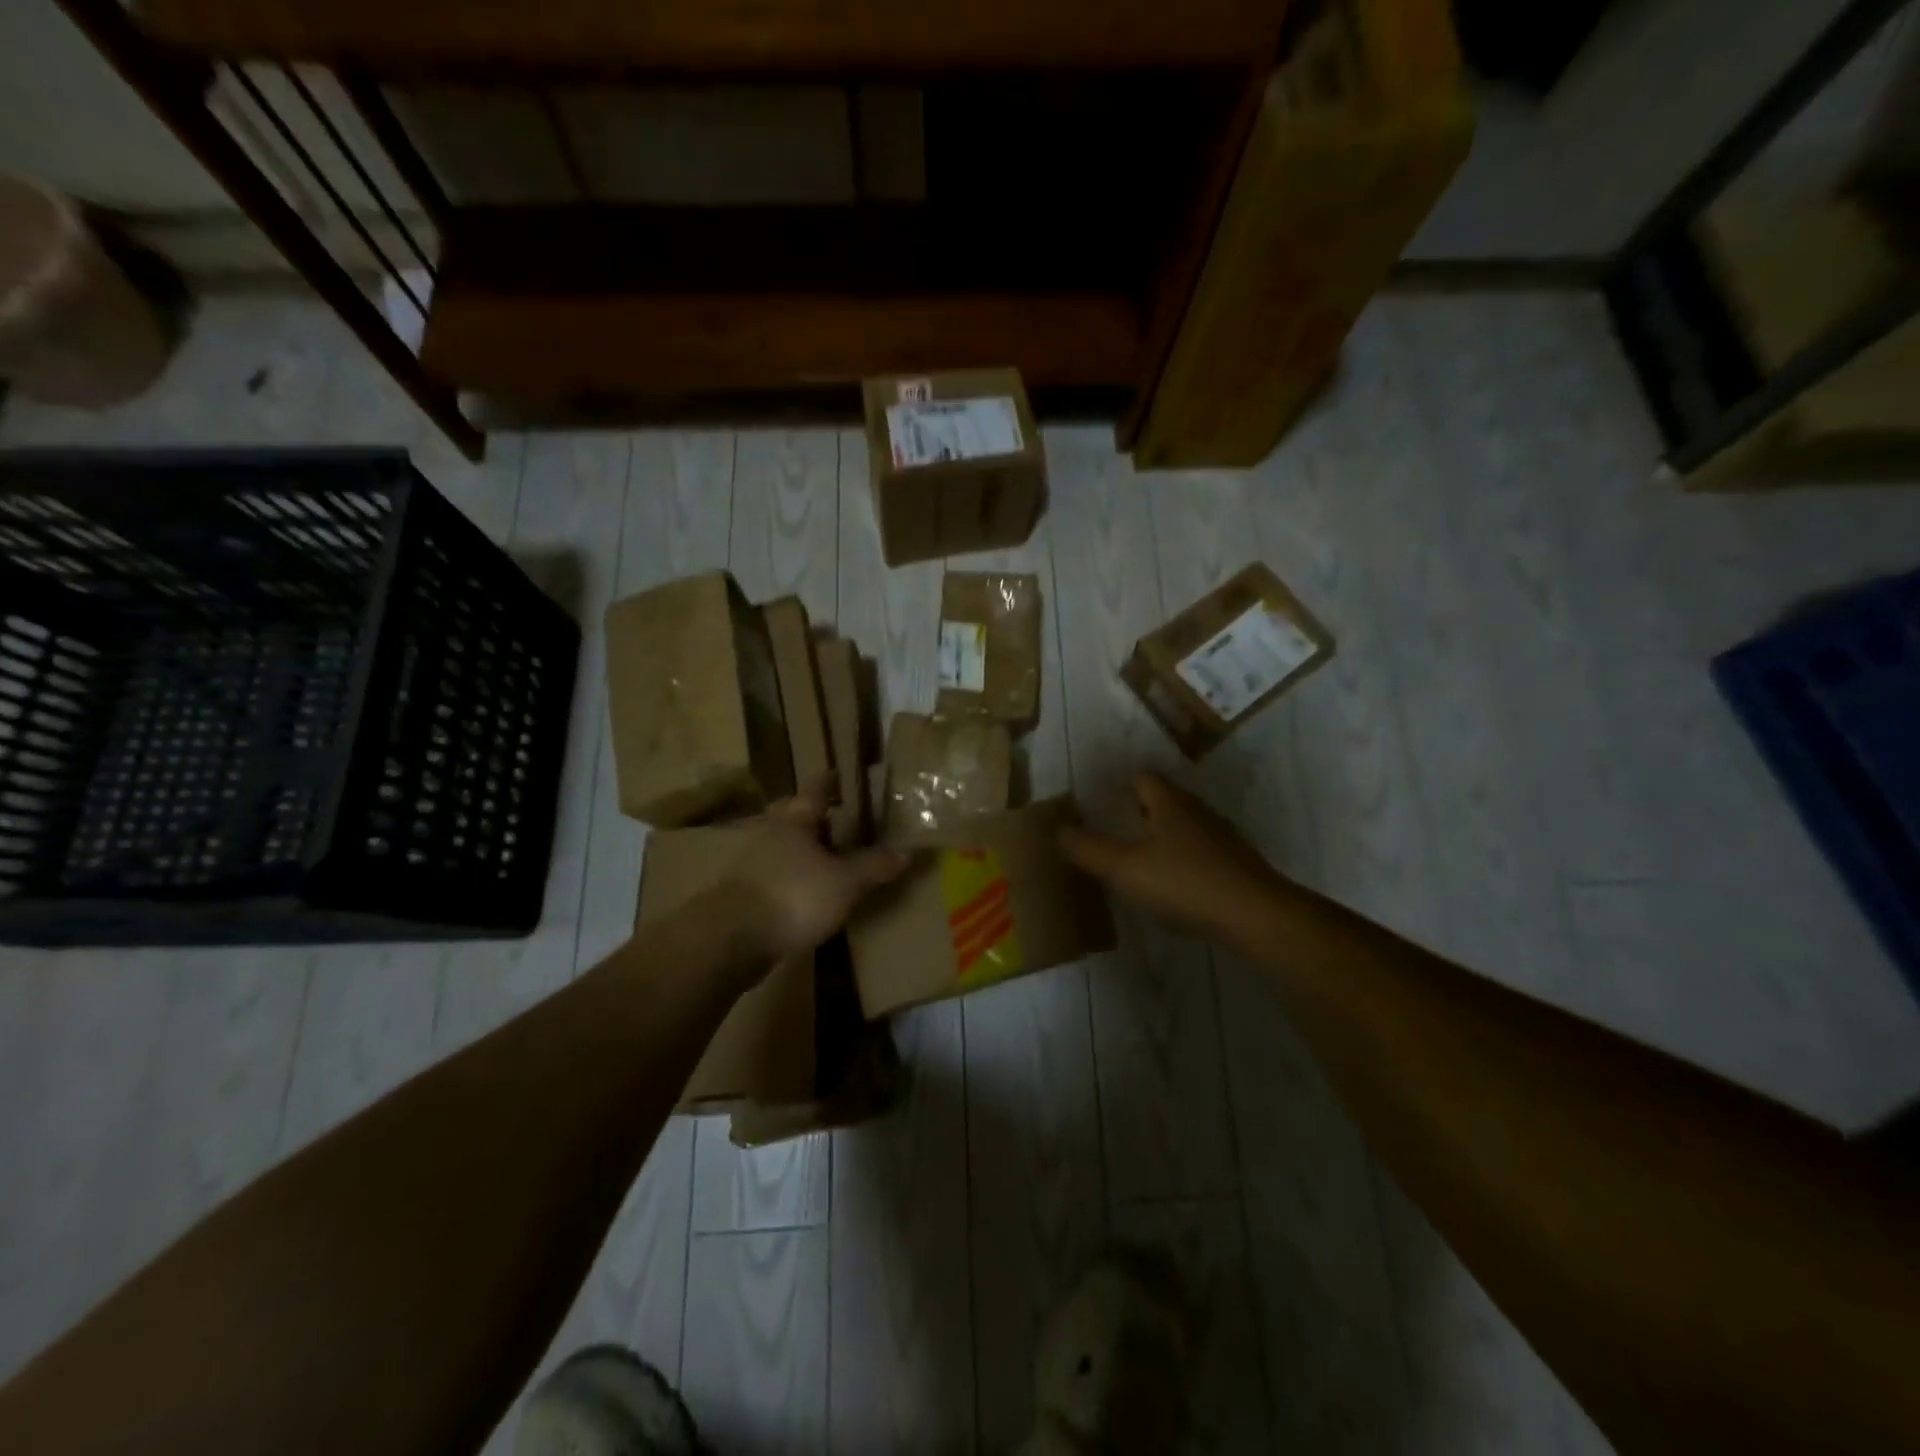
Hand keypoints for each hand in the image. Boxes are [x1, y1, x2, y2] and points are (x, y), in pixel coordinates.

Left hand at [724, 775, 907, 968]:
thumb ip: (873, 866)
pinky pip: (776, 875)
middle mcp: (771, 835)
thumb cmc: (793, 896)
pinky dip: (793, 877)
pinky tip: (807, 890)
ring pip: (783, 846)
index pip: (815, 791)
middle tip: (835, 815)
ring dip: (803, 848)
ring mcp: (753, 865)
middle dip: (813, 816)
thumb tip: (907, 851)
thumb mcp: (844, 882)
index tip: (838, 772)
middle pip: (793, 817)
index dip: (829, 781)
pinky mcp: (745, 894)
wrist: (731, 939)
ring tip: (827, 856)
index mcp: (795, 822)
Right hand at [1060, 772, 1286, 947]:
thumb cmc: (1183, 882)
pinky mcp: (1237, 864)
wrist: (1255, 915)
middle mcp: (1197, 811)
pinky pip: (1202, 852)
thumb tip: (1059, 831)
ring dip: (1164, 837)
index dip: (1120, 785)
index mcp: (1169, 803)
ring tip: (1141, 859)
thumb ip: (1088, 849)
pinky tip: (1175, 886)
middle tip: (1115, 831)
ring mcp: (1222, 837)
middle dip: (1140, 811)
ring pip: (1185, 827)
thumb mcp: (1123, 868)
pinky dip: (1184, 861)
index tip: (1101, 802)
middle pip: (1165, 800)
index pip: (1142, 777)